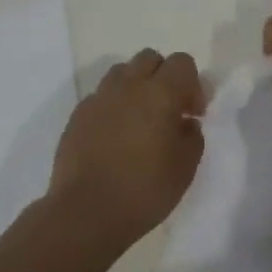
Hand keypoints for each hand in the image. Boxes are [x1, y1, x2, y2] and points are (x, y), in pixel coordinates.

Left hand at [48, 49, 204, 244]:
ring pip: (123, 72)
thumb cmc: (143, 191)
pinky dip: (113, 105)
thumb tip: (186, 122)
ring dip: (136, 86)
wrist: (85, 213)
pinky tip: (114, 135)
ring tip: (139, 119)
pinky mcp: (78, 114)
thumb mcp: (185, 168)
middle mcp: (129, 85)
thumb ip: (192, 136)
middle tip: (168, 110)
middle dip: (163, 76)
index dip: (192, 83)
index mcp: (160, 92)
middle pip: (150, 58)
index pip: (182, 62)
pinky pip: (101, 95)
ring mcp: (100, 97)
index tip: (193, 113)